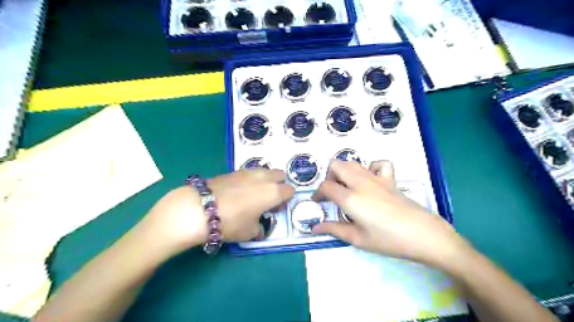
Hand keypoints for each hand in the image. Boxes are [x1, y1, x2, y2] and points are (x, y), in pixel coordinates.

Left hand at [137, 170, 291, 254]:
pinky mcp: (234, 171)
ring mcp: (248, 172)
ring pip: (265, 171)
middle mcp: (264, 178)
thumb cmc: (231, 222)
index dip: (286, 200)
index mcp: (273, 192)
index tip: (277, 209)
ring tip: (254, 194)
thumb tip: (259, 227)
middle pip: (280, 175)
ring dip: (265, 181)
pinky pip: (250, 173)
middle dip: (279, 185)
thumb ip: (260, 229)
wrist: (199, 208)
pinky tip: (239, 191)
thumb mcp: (249, 232)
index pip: (290, 190)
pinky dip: (250, 180)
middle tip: (269, 199)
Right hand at [312, 160, 468, 267]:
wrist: (422, 234)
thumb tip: (314, 228)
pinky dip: (370, 168)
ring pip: (353, 162)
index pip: (326, 186)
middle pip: (336, 165)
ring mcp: (376, 178)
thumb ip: (334, 229)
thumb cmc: (388, 240)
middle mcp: (360, 182)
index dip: (317, 193)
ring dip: (344, 171)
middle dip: (329, 176)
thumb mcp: (357, 238)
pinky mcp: (390, 179)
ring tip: (346, 186)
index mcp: (350, 197)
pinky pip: (378, 164)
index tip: (318, 202)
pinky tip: (371, 180)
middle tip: (332, 192)